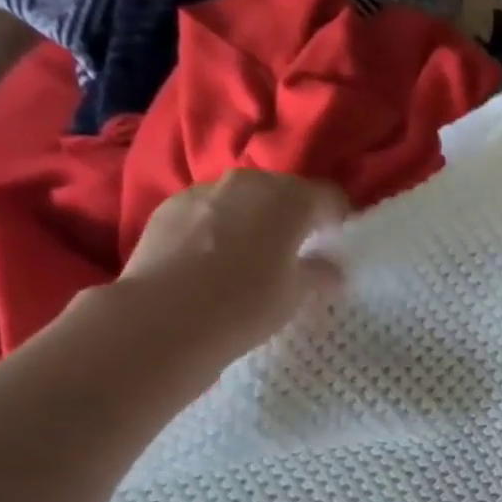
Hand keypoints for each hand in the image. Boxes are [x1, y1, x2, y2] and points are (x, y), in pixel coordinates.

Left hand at [104, 169, 347, 387]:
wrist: (164, 319)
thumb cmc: (245, 305)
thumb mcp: (295, 296)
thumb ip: (319, 274)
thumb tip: (331, 269)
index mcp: (288, 199)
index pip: (328, 196)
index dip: (338, 218)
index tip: (338, 242)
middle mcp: (247, 182)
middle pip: (283, 192)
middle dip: (294, 217)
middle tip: (298, 252)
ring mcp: (203, 191)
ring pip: (242, 200)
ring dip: (254, 220)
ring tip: (253, 258)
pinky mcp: (168, 208)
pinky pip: (208, 212)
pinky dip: (219, 229)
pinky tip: (214, 263)